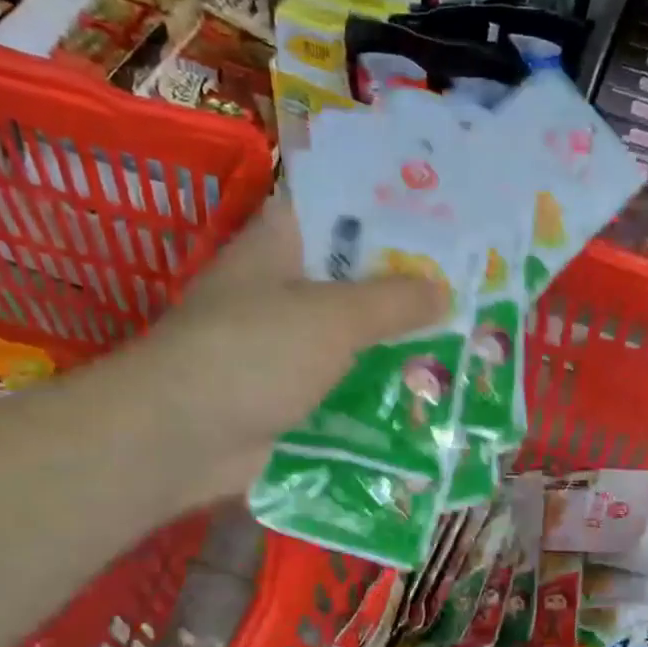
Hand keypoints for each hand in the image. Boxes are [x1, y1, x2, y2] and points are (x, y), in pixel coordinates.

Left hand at [131, 193, 447, 503]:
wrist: (180, 439)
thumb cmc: (254, 354)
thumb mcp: (333, 316)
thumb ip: (393, 300)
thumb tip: (444, 290)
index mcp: (277, 247)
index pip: (334, 209)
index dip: (385, 207)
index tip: (441, 217)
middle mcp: (277, 290)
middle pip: (349, 277)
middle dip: (403, 283)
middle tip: (467, 285)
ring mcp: (279, 346)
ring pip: (348, 335)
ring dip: (393, 342)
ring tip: (459, 340)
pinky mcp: (284, 395)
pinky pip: (340, 383)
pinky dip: (373, 388)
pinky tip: (421, 393)